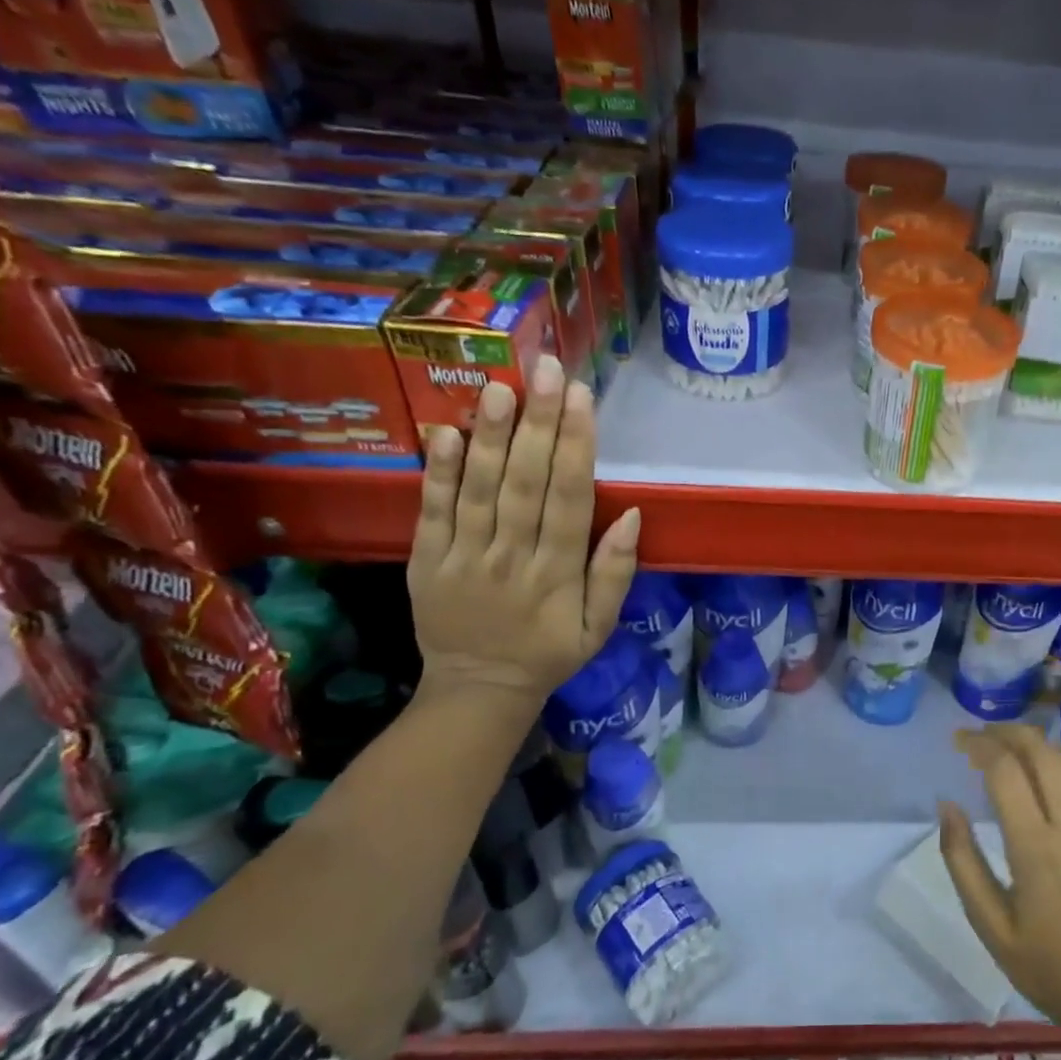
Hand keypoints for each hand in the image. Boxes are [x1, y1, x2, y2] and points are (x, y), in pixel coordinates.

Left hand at [407, 355, 640, 711]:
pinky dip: (437, 472)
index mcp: (558, 574)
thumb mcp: (600, 626)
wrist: (478, 689)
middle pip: (525, 483)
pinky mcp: (426, 560)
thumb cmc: (549, 653)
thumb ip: (615, 573)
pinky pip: (432, 511)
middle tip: (545, 370)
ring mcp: (464, 557)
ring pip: (479, 489)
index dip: (576, 447)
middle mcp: (512, 558)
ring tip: (498, 387)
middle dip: (538, 423)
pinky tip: (445, 432)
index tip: (581, 399)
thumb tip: (633, 516)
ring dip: (489, 436)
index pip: (570, 499)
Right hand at [940, 725, 1060, 1036]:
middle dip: (1006, 732)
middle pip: (1041, 751)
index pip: (1006, 770)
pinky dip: (1056, 763)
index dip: (979, 745)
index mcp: (1037, 847)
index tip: (958, 741)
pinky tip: (1039, 774)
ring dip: (1033, 743)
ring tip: (1003, 747)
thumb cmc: (1044, 965)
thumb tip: (947, 804)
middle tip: (978, 737)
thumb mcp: (988, 923)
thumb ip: (962, 859)